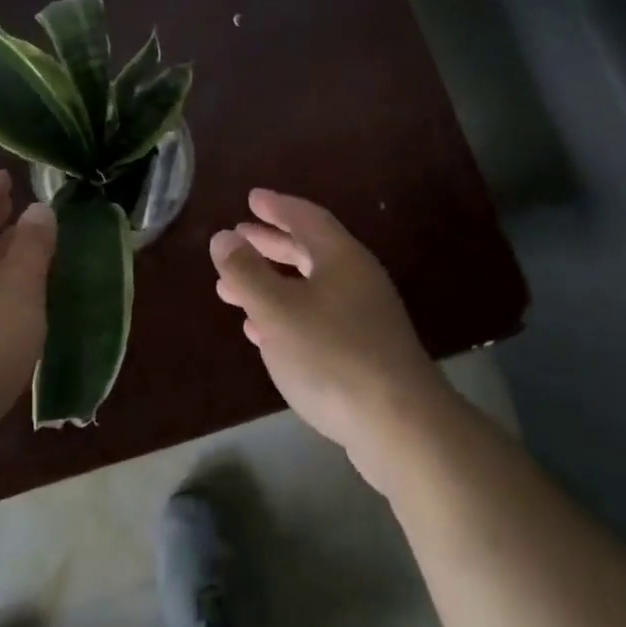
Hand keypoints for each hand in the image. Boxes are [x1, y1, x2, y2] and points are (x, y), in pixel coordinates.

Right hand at [211, 189, 453, 490]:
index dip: (276, 206)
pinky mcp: (364, 354)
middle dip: (269, 244)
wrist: (402, 428)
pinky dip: (285, 316)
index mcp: (340, 257)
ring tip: (231, 290)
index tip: (251, 198)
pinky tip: (261, 333)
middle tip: (238, 237)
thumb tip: (223, 236)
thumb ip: (246, 271)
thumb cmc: (332, 355)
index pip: (305, 217)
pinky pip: (316, 319)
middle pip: (307, 251)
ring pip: (308, 288)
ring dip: (270, 284)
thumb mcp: (277, 309)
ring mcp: (363, 318)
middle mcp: (355, 279)